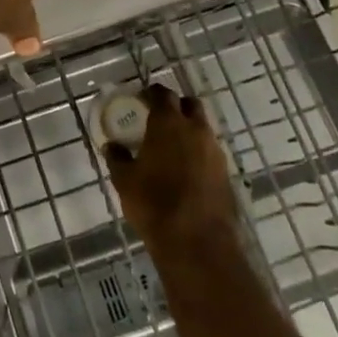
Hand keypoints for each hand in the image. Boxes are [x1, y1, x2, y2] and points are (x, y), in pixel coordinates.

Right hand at [105, 84, 242, 255]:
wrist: (197, 242)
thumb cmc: (154, 203)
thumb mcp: (124, 180)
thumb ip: (117, 158)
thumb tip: (112, 146)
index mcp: (168, 123)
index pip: (162, 94)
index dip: (151, 93)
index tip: (141, 99)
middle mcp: (195, 129)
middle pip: (189, 104)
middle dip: (176, 106)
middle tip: (159, 118)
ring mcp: (214, 151)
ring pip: (202, 128)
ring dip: (189, 130)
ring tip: (171, 147)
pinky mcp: (225, 173)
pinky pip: (210, 152)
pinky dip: (198, 152)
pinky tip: (185, 169)